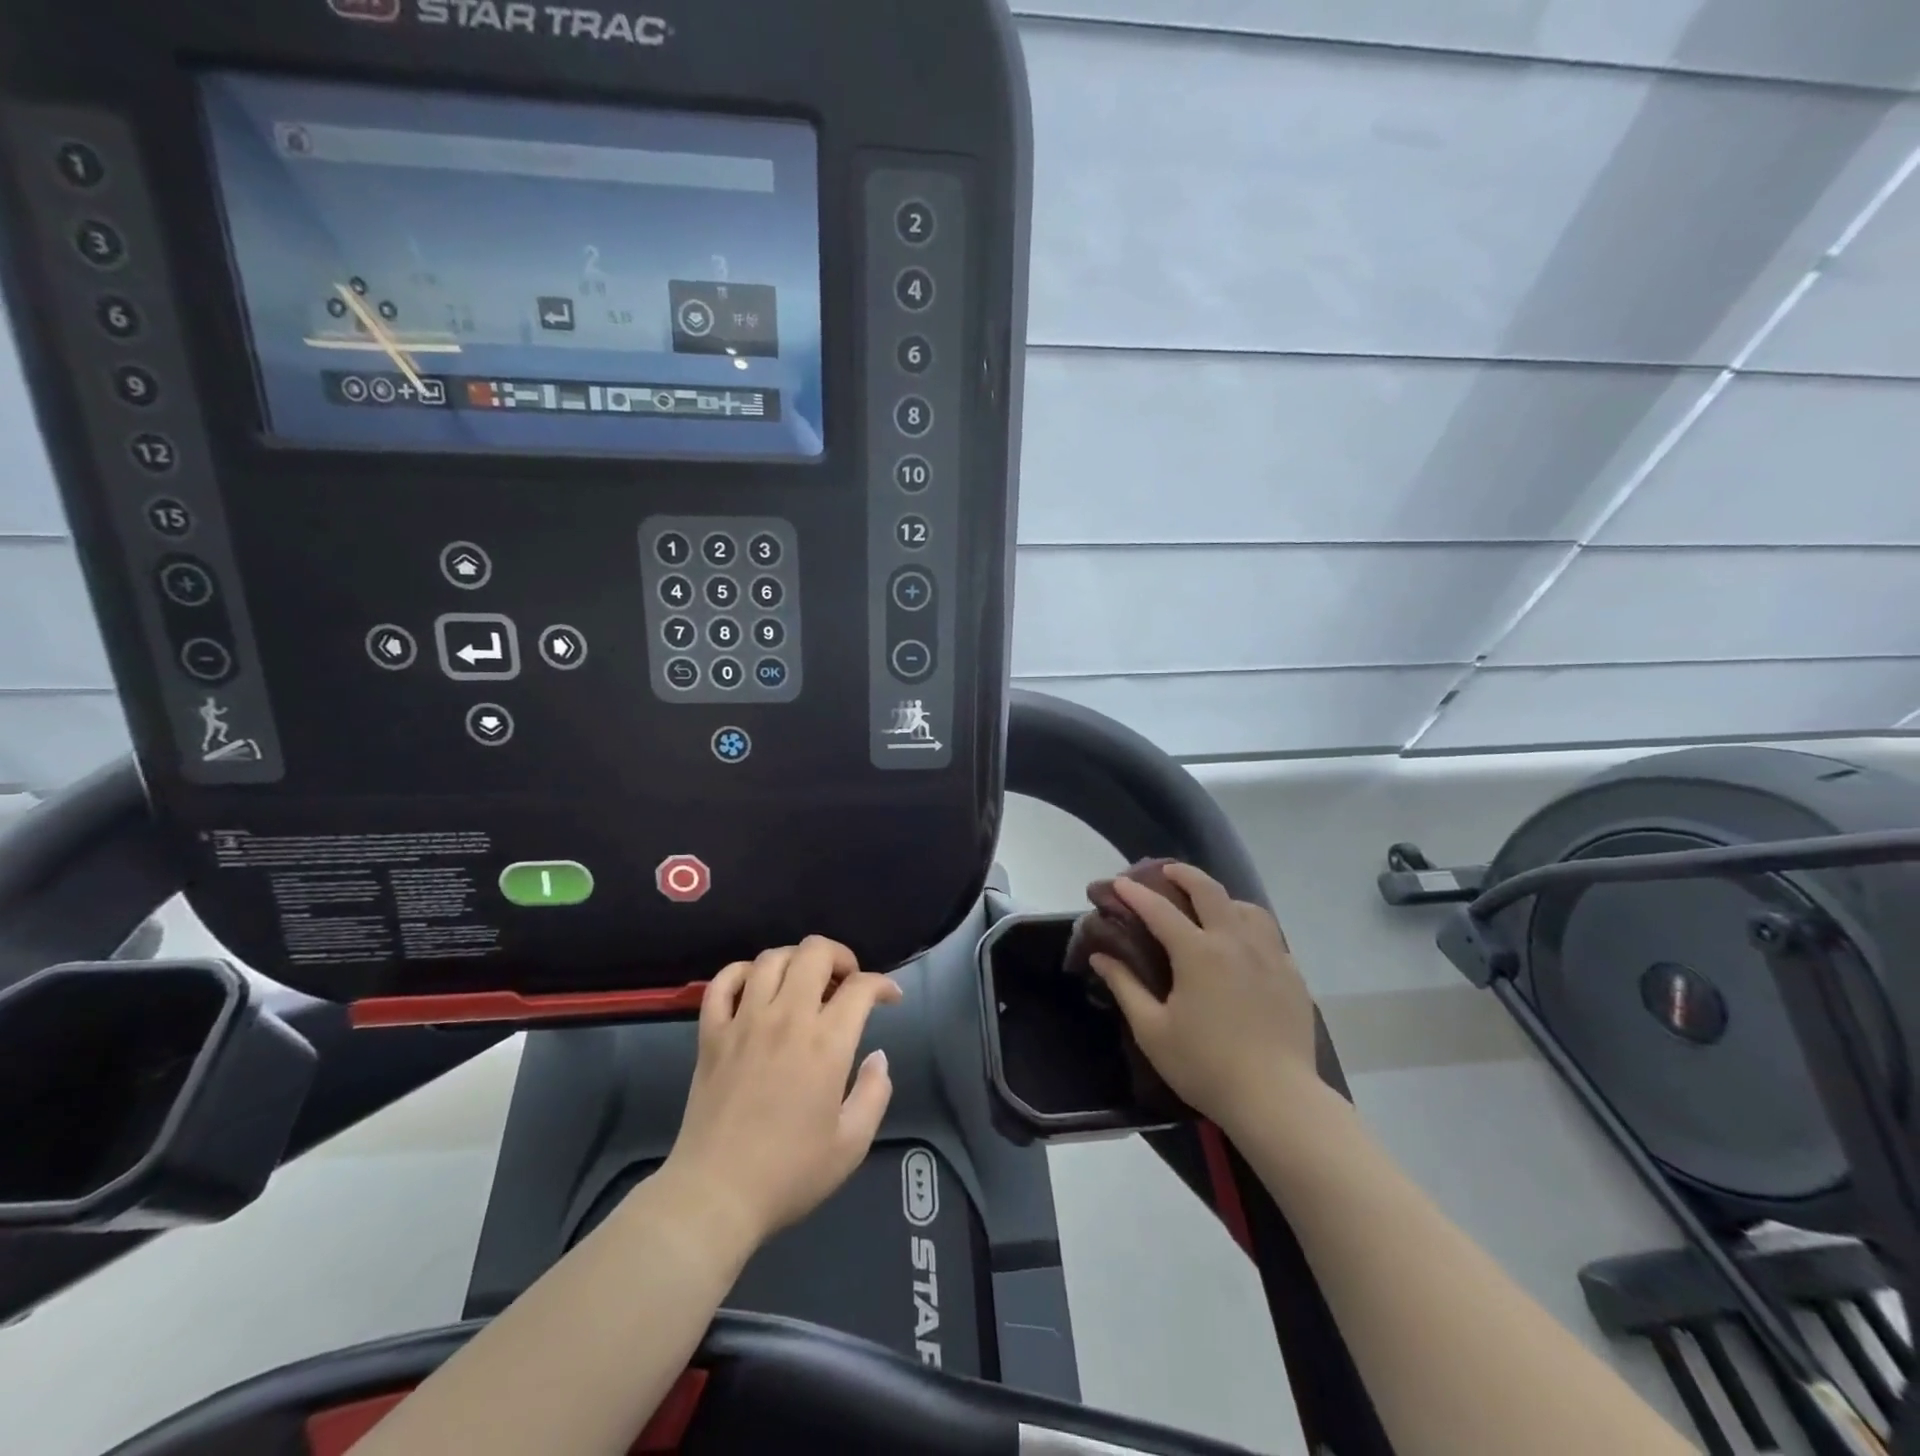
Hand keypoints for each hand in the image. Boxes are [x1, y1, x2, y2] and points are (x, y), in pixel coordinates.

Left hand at [663, 936, 902, 1249]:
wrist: (715, 1196)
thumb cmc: (789, 1174)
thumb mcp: (852, 1144)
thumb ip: (875, 1093)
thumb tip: (878, 1056)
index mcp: (825, 1043)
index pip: (861, 987)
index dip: (883, 984)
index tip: (890, 999)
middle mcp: (786, 1018)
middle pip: (815, 952)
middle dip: (840, 956)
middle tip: (847, 982)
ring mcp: (743, 1022)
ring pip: (770, 958)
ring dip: (795, 960)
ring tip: (804, 982)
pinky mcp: (711, 1034)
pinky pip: (723, 983)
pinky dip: (742, 973)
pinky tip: (755, 988)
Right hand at [1088, 863, 1320, 1131]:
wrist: (1277, 1099)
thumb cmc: (1205, 1065)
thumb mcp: (1152, 1030)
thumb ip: (1125, 987)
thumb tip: (1101, 956)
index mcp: (1198, 952)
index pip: (1159, 910)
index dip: (1135, 894)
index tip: (1118, 883)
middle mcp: (1234, 941)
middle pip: (1209, 890)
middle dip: (1184, 874)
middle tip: (1167, 872)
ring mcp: (1269, 955)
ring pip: (1247, 908)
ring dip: (1223, 898)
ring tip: (1210, 906)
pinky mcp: (1292, 975)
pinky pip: (1270, 936)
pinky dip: (1250, 928)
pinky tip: (1244, 946)